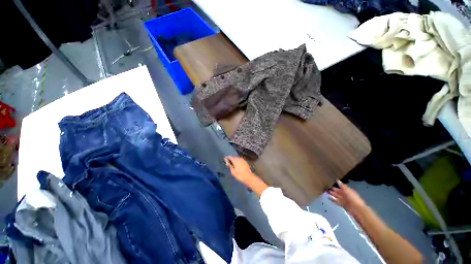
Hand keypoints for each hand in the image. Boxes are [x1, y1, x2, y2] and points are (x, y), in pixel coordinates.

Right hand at [224, 156, 255, 183]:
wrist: (249, 177)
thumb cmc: (239, 175)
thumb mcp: (233, 172)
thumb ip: (229, 166)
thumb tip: (227, 162)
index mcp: (235, 160)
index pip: (230, 157)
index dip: (227, 158)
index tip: (224, 159)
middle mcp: (239, 159)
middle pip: (234, 157)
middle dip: (231, 159)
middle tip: (228, 162)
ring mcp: (243, 160)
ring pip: (237, 158)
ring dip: (235, 160)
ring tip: (232, 163)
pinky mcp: (245, 162)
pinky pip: (240, 160)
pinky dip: (238, 161)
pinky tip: (237, 164)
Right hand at [329, 180, 365, 212]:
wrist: (356, 209)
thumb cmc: (352, 198)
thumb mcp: (347, 190)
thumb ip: (342, 185)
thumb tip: (337, 180)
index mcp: (348, 191)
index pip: (342, 188)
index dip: (337, 187)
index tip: (331, 186)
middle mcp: (346, 196)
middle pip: (339, 193)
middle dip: (334, 191)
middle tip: (327, 189)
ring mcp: (344, 201)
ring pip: (337, 197)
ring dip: (332, 195)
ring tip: (326, 193)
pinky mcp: (343, 205)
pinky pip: (337, 201)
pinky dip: (333, 200)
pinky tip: (328, 198)